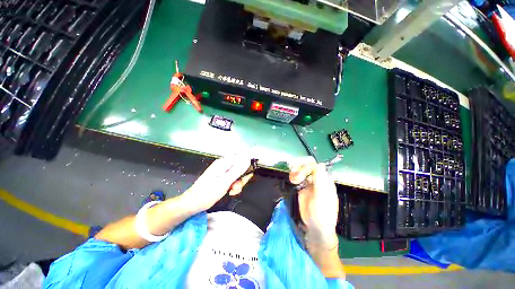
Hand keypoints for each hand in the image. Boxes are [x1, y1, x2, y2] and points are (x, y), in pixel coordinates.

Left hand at [182, 156, 252, 211]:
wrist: (192, 203)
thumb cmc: (207, 193)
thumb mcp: (224, 182)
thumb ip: (237, 171)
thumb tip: (248, 159)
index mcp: (223, 163)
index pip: (241, 159)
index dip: (246, 167)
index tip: (245, 177)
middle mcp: (224, 164)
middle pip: (240, 167)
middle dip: (241, 178)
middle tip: (236, 187)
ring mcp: (222, 171)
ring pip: (237, 174)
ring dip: (237, 184)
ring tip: (231, 191)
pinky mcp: (221, 177)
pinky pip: (232, 179)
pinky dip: (233, 185)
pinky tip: (229, 191)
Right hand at [290, 157, 338, 250]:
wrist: (315, 227)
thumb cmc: (322, 213)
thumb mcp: (322, 197)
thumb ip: (320, 180)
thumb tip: (320, 164)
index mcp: (325, 181)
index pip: (316, 166)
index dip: (307, 167)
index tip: (301, 175)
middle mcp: (317, 180)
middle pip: (307, 166)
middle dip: (300, 168)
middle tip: (295, 177)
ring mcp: (308, 184)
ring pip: (301, 170)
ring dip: (295, 171)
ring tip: (292, 179)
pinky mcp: (302, 188)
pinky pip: (297, 177)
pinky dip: (293, 176)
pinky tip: (292, 180)